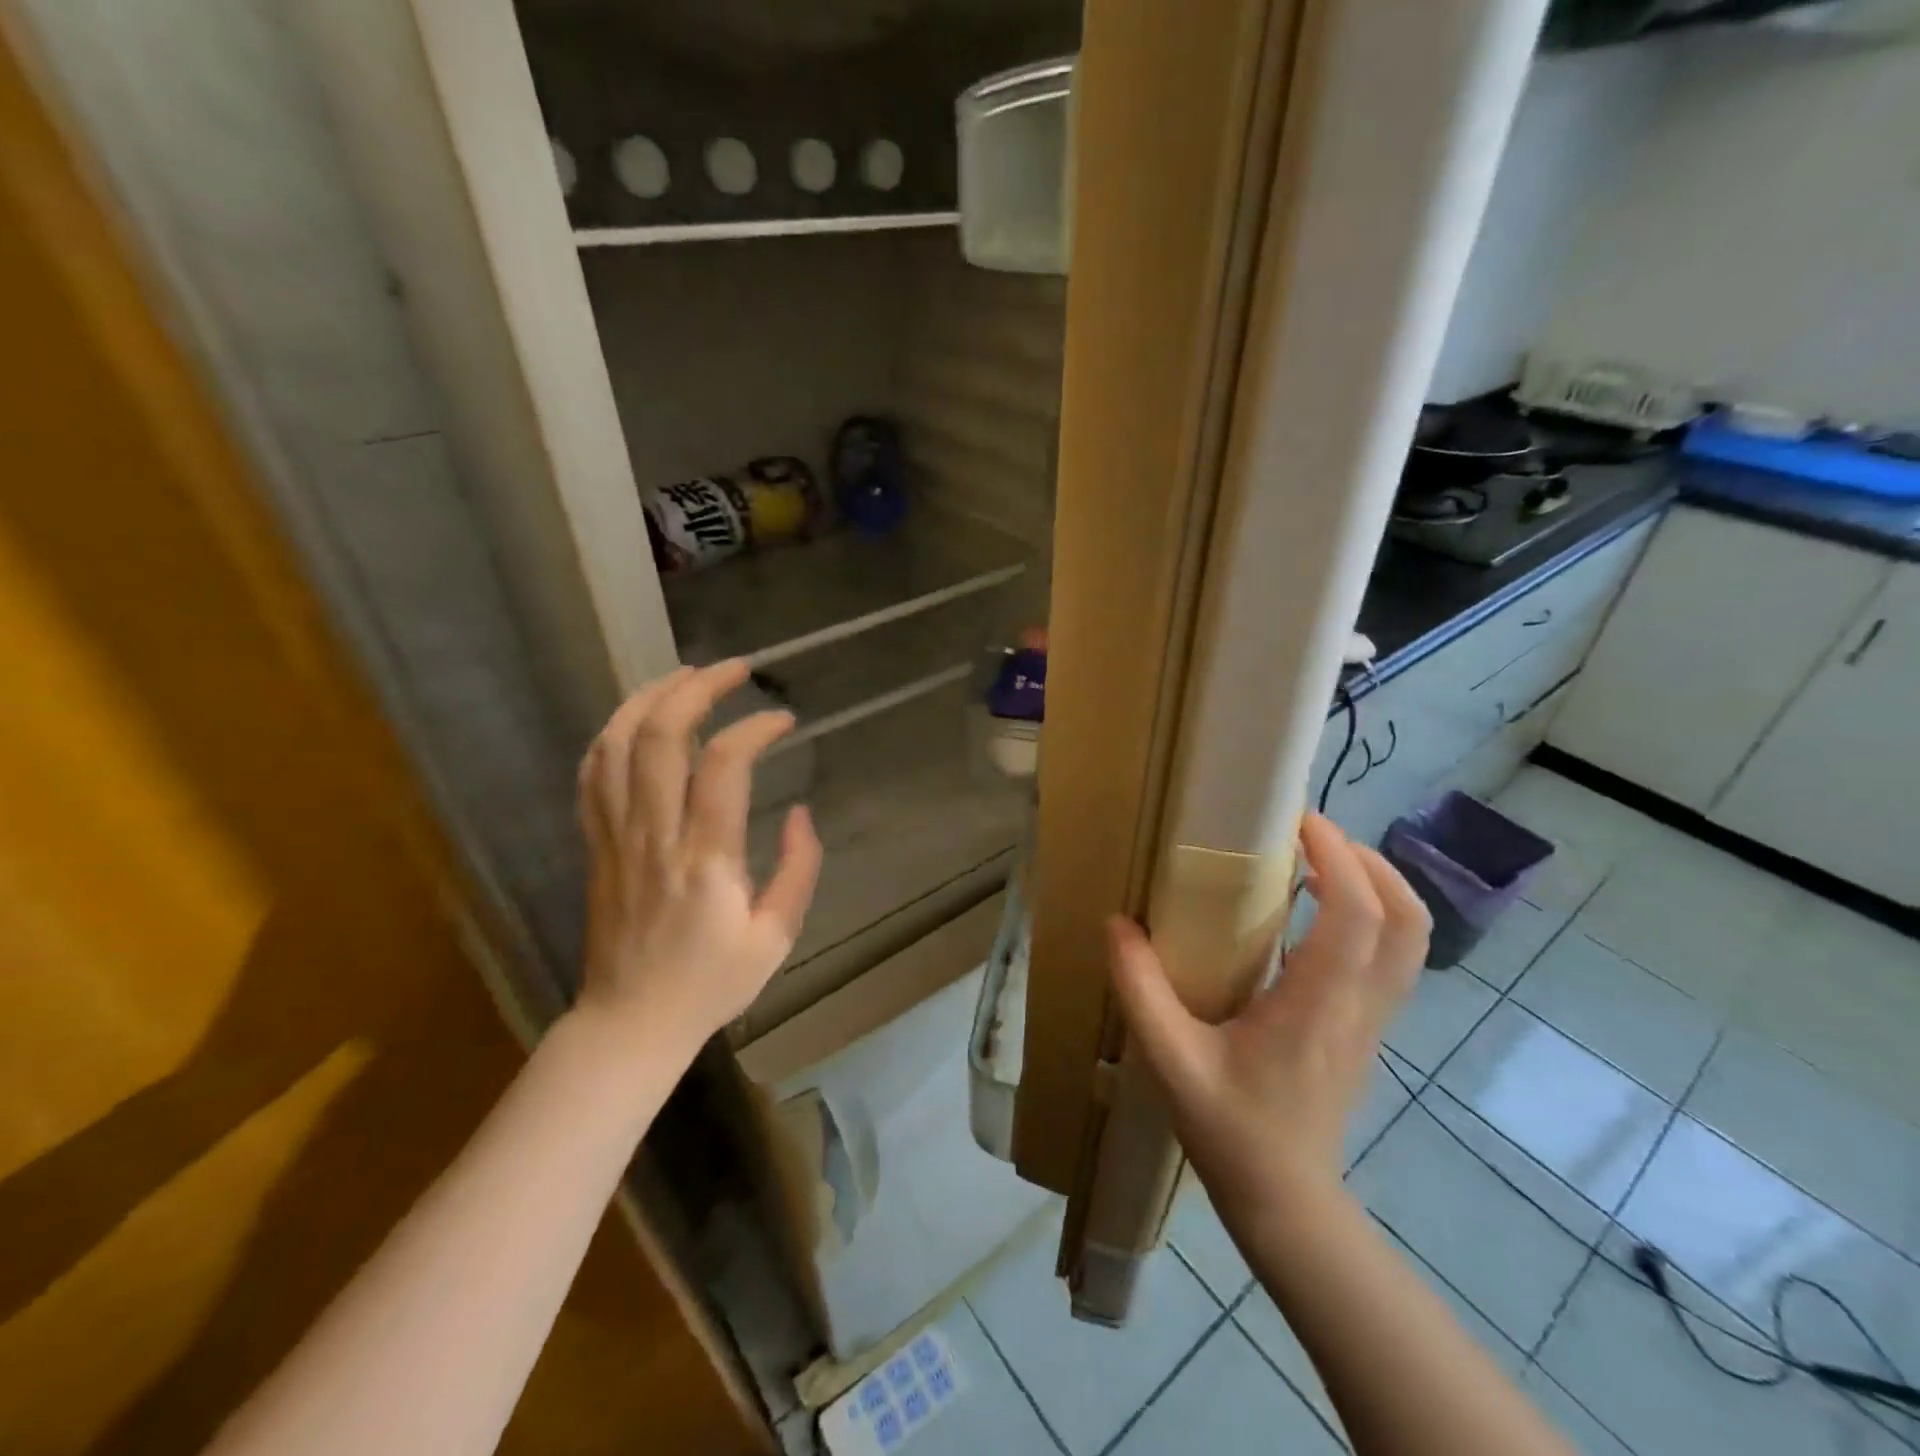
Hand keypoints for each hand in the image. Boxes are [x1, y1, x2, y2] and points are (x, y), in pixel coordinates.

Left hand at [573, 661, 822, 1054]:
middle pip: (659, 736)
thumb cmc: (711, 982)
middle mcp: (654, 836)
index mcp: (705, 860)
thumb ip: (798, 869)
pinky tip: (638, 718)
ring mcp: (616, 837)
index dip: (754, 727)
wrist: (631, 1021)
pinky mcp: (596, 844)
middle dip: (696, 688)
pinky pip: (591, 774)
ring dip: (649, 697)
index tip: (783, 719)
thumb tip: (800, 812)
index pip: (723, 765)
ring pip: (616, 745)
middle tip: (733, 669)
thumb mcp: (778, 937)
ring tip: (685, 675)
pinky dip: (612, 733)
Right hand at [1108, 814, 1428, 1203]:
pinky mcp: (1368, 1028)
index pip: (1357, 916)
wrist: (1286, 1203)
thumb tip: (1118, 923)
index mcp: (1316, 1006)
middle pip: (1407, 919)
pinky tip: (1315, 913)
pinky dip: (1369, 915)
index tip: (1298, 820)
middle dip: (1369, 861)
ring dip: (1376, 885)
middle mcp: (1359, 1006)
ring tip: (1318, 862)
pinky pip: (1391, 957)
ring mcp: (1373, 1020)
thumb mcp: (1170, 1060)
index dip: (1338, 857)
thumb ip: (1139, 988)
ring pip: (1410, 939)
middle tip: (1312, 835)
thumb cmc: (1230, 1130)